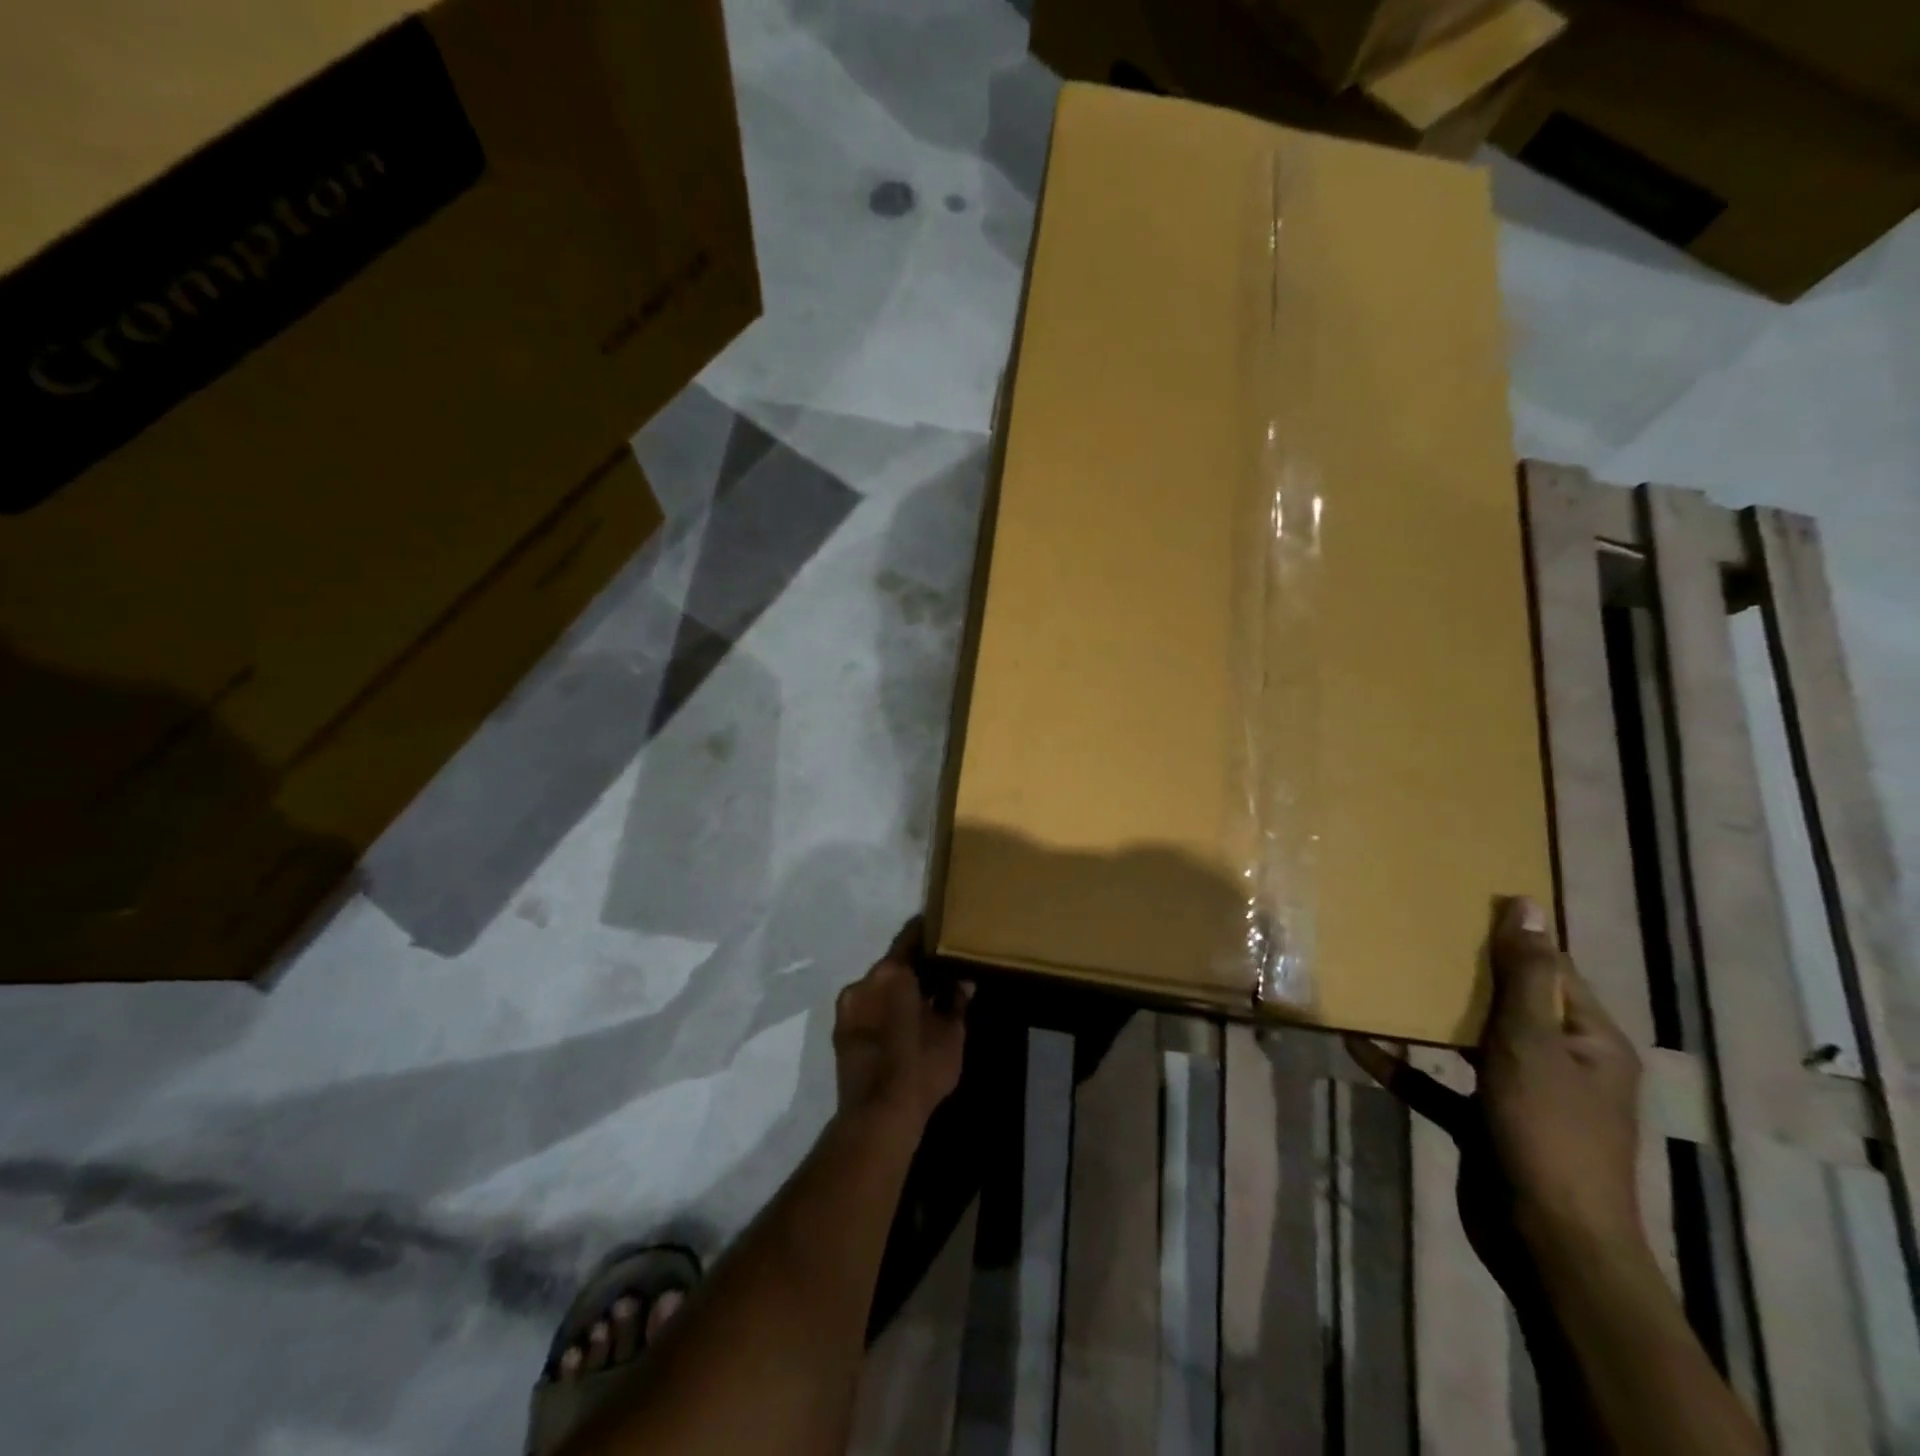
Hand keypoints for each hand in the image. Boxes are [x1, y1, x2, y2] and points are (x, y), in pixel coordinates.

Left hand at [832, 920, 971, 1132]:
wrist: (877, 1117)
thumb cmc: (920, 1068)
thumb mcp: (951, 1033)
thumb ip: (956, 1000)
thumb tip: (962, 981)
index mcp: (891, 973)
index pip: (910, 938)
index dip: (926, 933)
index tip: (941, 930)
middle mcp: (864, 981)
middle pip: (892, 964)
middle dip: (913, 968)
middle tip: (937, 975)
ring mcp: (847, 1007)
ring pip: (877, 987)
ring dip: (896, 991)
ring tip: (919, 1003)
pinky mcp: (839, 1031)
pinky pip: (866, 1008)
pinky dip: (882, 1009)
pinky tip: (900, 1025)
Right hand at [1348, 896, 1645, 1290]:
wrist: (1547, 1241)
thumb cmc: (1546, 1130)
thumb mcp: (1531, 1042)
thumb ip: (1524, 974)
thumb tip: (1526, 904)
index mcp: (1589, 1042)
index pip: (1552, 973)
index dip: (1512, 940)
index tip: (1460, 907)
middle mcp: (1560, 1065)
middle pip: (1509, 1006)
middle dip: (1463, 975)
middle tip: (1411, 936)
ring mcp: (1521, 1098)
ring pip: (1471, 1044)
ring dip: (1430, 1020)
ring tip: (1384, 984)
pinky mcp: (1484, 1126)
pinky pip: (1439, 1086)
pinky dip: (1405, 1067)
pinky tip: (1361, 1046)